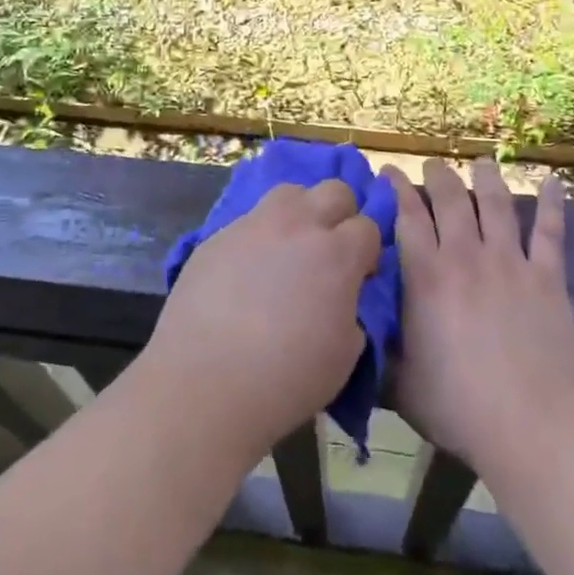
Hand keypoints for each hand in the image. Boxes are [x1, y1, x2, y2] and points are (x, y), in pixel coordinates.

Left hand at [141, 181, 379, 465]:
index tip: (359, 275)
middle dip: (341, 215)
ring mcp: (254, 225)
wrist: (204, 384)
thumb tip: (340, 295)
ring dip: (300, 212)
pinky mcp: (217, 235)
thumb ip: (350, 310)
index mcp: (337, 254)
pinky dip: (260, 235)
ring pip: (290, 192)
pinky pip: (249, 220)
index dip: (367, 251)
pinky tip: (248, 270)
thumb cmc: (285, 379)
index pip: (368, 226)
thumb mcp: (344, 353)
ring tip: (289, 248)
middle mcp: (298, 226)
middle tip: (329, 252)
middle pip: (334, 190)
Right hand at [384, 159, 573, 478]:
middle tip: (433, 165)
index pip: (407, 217)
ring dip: (487, 178)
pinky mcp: (548, 277)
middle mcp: (466, 257)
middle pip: (451, 199)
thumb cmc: (460, 407)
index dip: (397, 189)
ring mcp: (510, 262)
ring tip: (481, 162)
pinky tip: (552, 182)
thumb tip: (361, 329)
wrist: (534, 424)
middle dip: (439, 175)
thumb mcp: (401, 383)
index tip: (389, 172)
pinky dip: (551, 204)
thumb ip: (382, 350)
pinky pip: (550, 231)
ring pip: (496, 204)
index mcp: (426, 277)